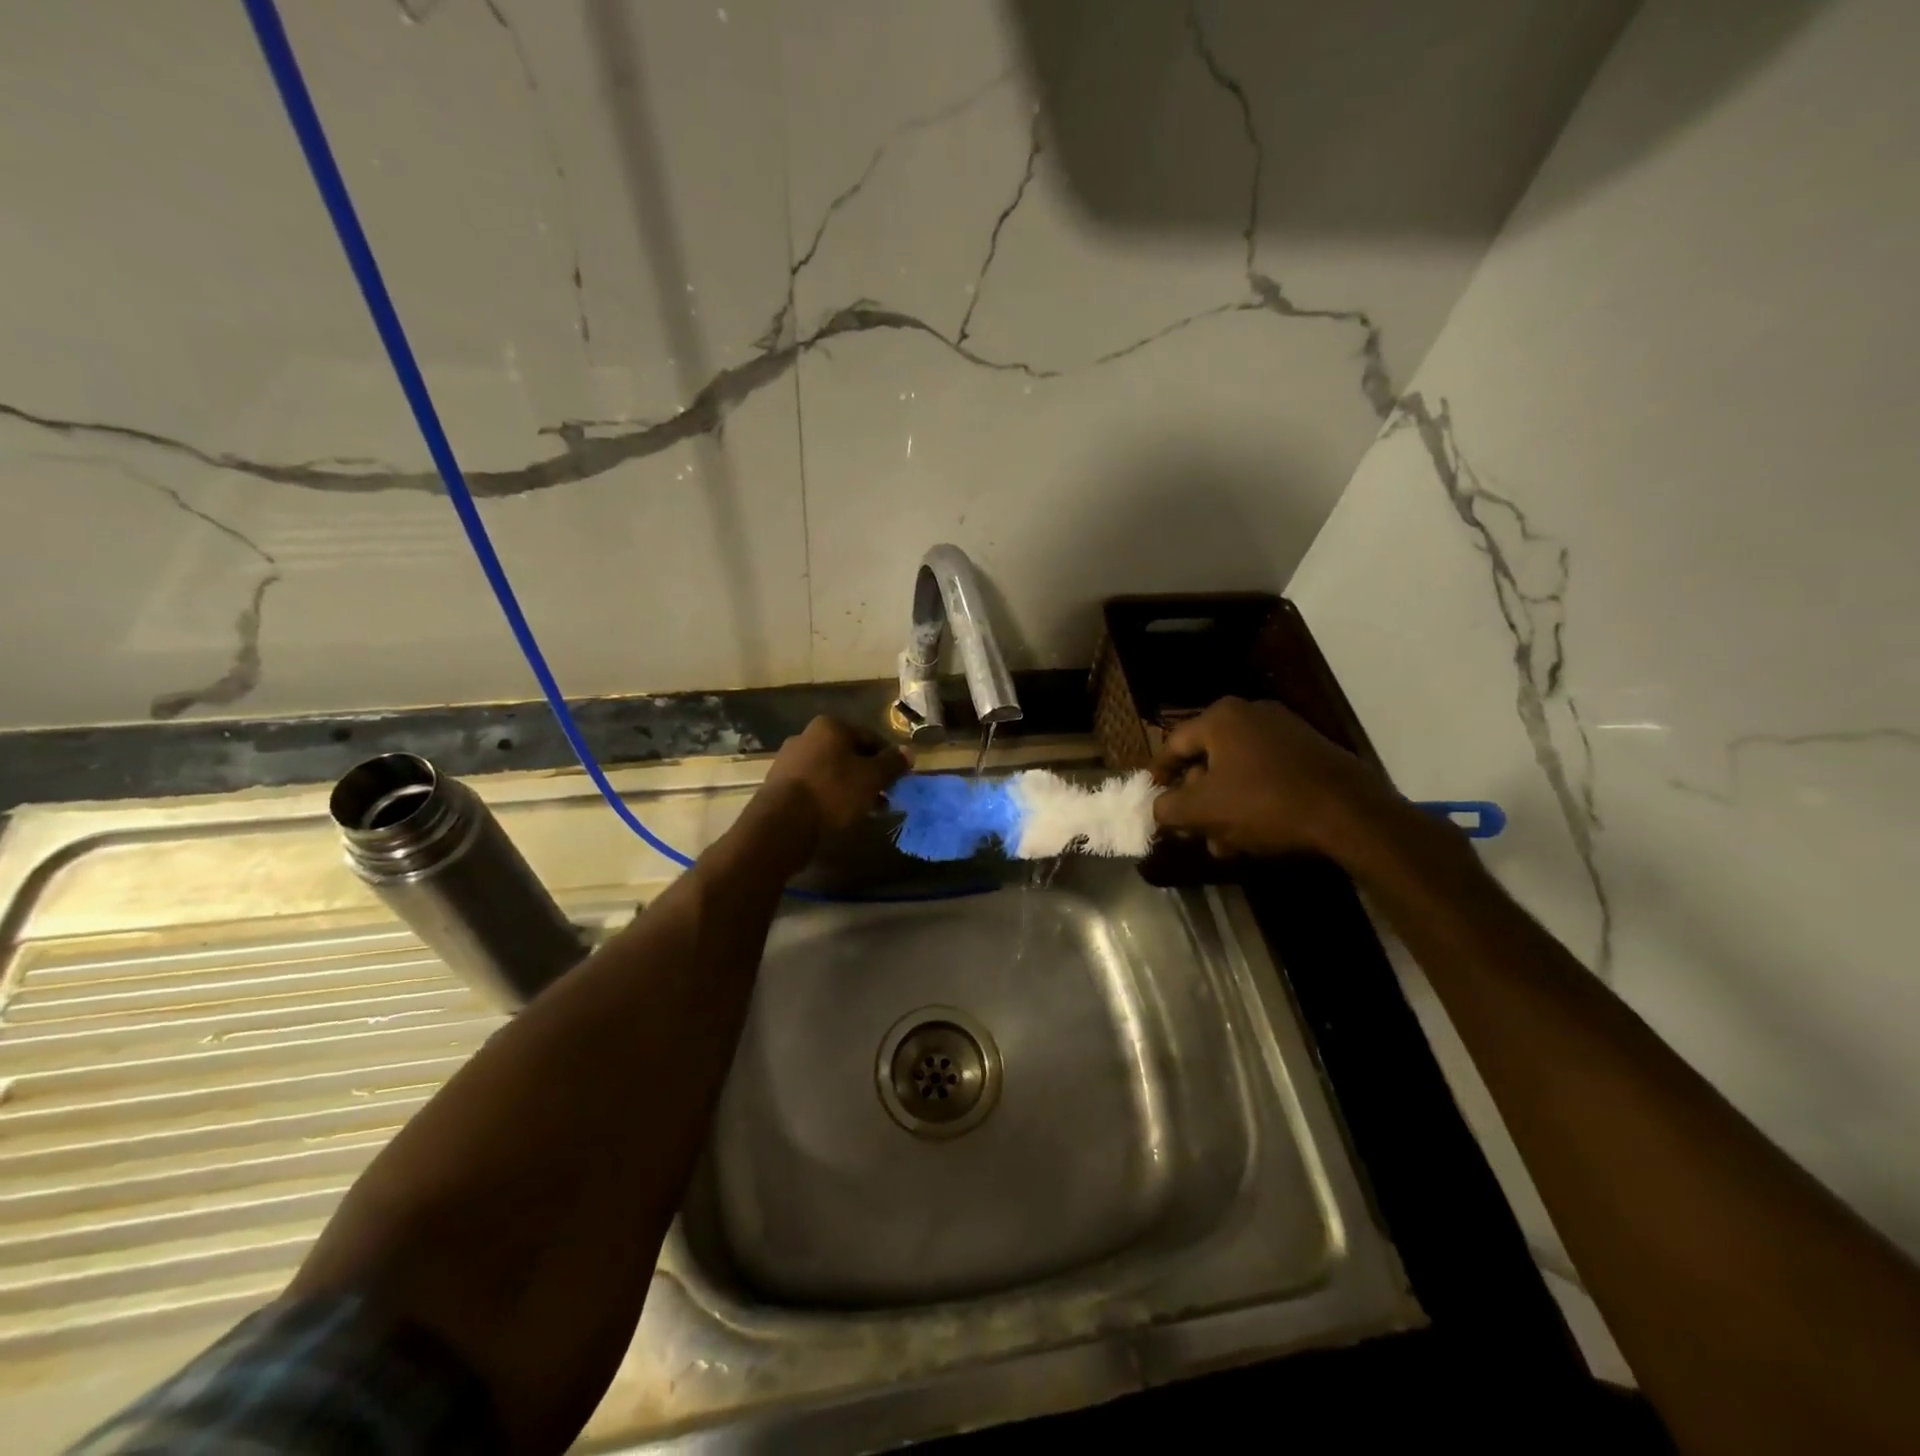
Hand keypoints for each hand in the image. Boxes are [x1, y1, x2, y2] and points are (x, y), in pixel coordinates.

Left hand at [757, 716, 909, 841]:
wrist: (782, 822)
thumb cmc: (833, 792)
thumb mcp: (872, 777)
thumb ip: (892, 763)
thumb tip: (909, 752)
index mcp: (830, 726)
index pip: (870, 738)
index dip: (889, 759)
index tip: (899, 780)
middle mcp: (807, 736)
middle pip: (849, 755)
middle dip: (869, 776)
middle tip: (885, 797)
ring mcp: (790, 760)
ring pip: (832, 772)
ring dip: (851, 788)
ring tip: (866, 810)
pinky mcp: (780, 785)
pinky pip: (815, 787)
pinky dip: (830, 797)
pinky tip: (840, 815)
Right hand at [1151, 697, 1390, 857]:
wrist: (1350, 814)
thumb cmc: (1264, 804)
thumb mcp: (1202, 810)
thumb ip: (1168, 808)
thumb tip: (1158, 808)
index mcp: (1221, 718)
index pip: (1173, 744)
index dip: (1157, 776)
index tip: (1151, 800)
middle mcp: (1251, 714)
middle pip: (1207, 760)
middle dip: (1195, 801)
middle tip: (1191, 831)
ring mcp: (1285, 731)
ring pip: (1237, 772)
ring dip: (1223, 808)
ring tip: (1223, 846)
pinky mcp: (1310, 752)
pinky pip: (1266, 775)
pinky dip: (1252, 802)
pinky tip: (1253, 836)